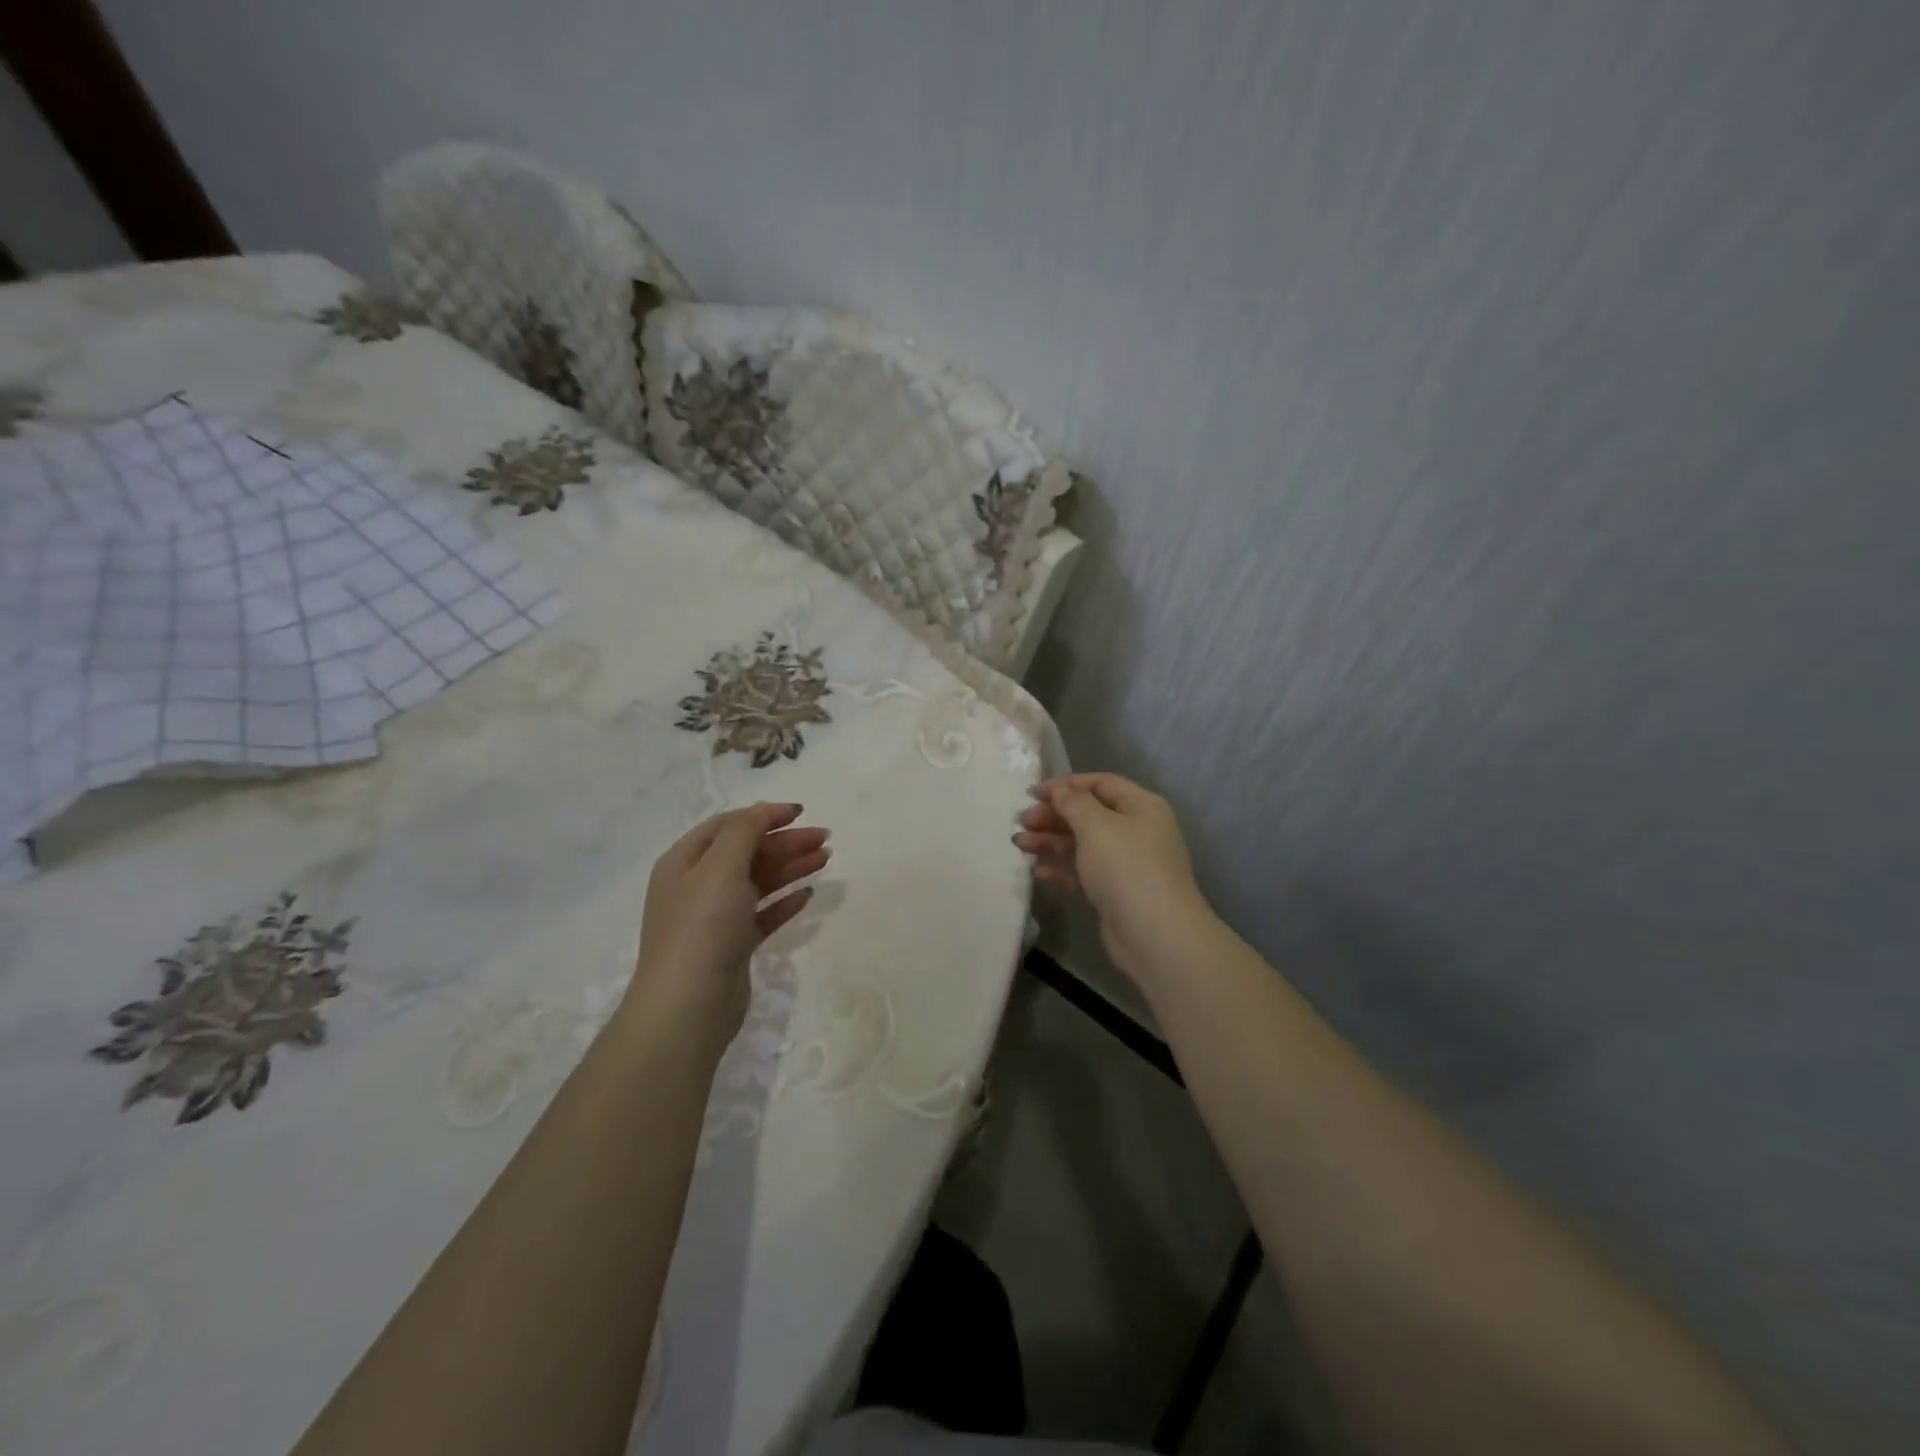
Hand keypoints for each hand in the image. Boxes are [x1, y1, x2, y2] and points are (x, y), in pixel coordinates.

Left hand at [629, 803, 828, 1044]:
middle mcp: (696, 886)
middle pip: (746, 852)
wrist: (689, 1005)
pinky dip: (784, 902)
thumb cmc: (703, 926)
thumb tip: (764, 811)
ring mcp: (714, 918)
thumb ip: (744, 831)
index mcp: (684, 862)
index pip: (727, 826)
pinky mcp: (732, 946)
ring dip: (790, 867)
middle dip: (785, 842)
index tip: (801, 812)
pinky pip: (762, 915)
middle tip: (825, 838)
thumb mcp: (721, 866)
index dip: (763, 815)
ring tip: (826, 860)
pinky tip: (808, 895)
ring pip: (758, 882)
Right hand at [1017, 773, 1208, 982]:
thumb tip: (1061, 789)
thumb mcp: (1096, 826)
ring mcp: (1127, 863)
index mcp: (1141, 806)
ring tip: (1019, 844)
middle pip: (1089, 814)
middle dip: (1054, 815)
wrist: (1154, 935)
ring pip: (1083, 844)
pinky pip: (1084, 872)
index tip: (1033, 793)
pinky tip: (1038, 872)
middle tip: (1021, 821)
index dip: (1066, 785)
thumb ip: (1073, 802)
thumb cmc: (1126, 867)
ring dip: (1051, 841)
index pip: (1100, 783)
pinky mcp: (1115, 892)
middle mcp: (1137, 830)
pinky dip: (1062, 869)